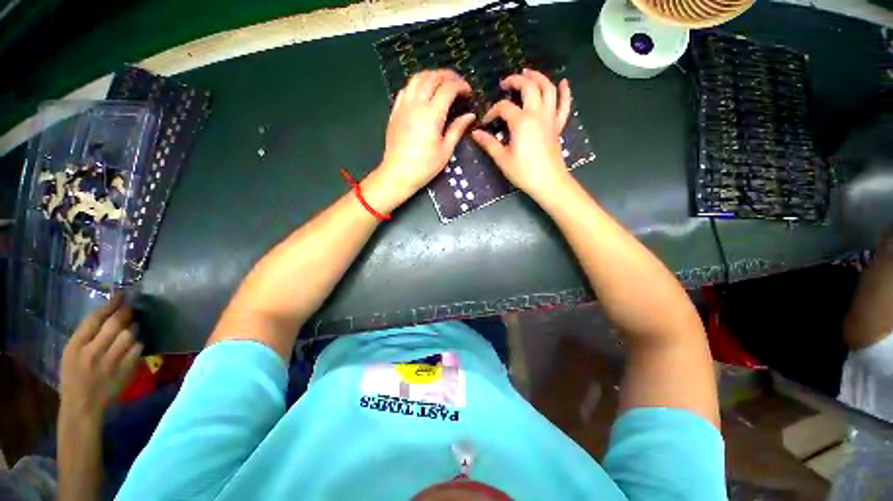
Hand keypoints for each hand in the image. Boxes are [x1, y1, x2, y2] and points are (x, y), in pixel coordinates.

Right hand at [60, 294, 142, 418]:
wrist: (82, 406)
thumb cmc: (73, 376)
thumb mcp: (71, 353)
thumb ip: (86, 334)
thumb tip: (107, 312)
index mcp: (75, 346)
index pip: (94, 319)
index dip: (111, 304)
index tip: (121, 294)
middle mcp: (93, 352)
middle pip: (115, 324)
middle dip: (126, 313)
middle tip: (131, 308)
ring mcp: (110, 362)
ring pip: (129, 335)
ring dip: (133, 328)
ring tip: (132, 326)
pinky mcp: (125, 371)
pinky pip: (137, 350)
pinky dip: (138, 343)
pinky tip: (135, 343)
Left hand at [374, 70, 475, 205]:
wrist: (398, 173)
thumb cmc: (425, 166)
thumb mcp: (445, 150)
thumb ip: (457, 129)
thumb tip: (470, 116)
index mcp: (432, 114)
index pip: (448, 88)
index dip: (461, 86)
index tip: (468, 92)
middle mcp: (416, 104)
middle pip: (432, 77)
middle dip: (448, 75)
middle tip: (458, 82)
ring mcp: (403, 106)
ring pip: (416, 79)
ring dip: (431, 75)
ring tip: (441, 82)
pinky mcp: (395, 112)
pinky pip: (405, 90)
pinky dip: (416, 85)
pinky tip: (422, 92)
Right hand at [471, 69, 572, 198]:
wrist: (549, 182)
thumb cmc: (524, 172)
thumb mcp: (502, 159)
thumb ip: (489, 144)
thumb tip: (475, 133)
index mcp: (521, 121)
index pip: (504, 107)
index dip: (492, 112)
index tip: (485, 123)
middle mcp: (537, 114)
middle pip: (529, 86)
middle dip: (516, 80)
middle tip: (505, 83)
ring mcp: (550, 118)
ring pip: (548, 89)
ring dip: (538, 77)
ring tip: (528, 73)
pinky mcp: (558, 126)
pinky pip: (564, 105)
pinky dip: (565, 92)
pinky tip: (563, 83)